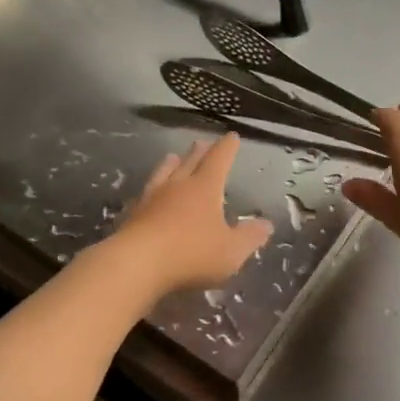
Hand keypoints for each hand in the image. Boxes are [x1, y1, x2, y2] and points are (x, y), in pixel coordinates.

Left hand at [109, 134, 273, 296]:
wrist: (136, 264)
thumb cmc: (191, 254)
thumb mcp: (231, 251)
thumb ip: (249, 237)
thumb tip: (266, 224)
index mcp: (204, 188)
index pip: (219, 160)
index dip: (227, 148)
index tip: (232, 136)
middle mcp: (177, 186)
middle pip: (190, 162)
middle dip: (200, 152)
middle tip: (202, 142)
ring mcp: (152, 198)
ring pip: (163, 173)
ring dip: (171, 164)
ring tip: (173, 157)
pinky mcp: (133, 214)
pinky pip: (145, 194)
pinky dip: (152, 188)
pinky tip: (148, 193)